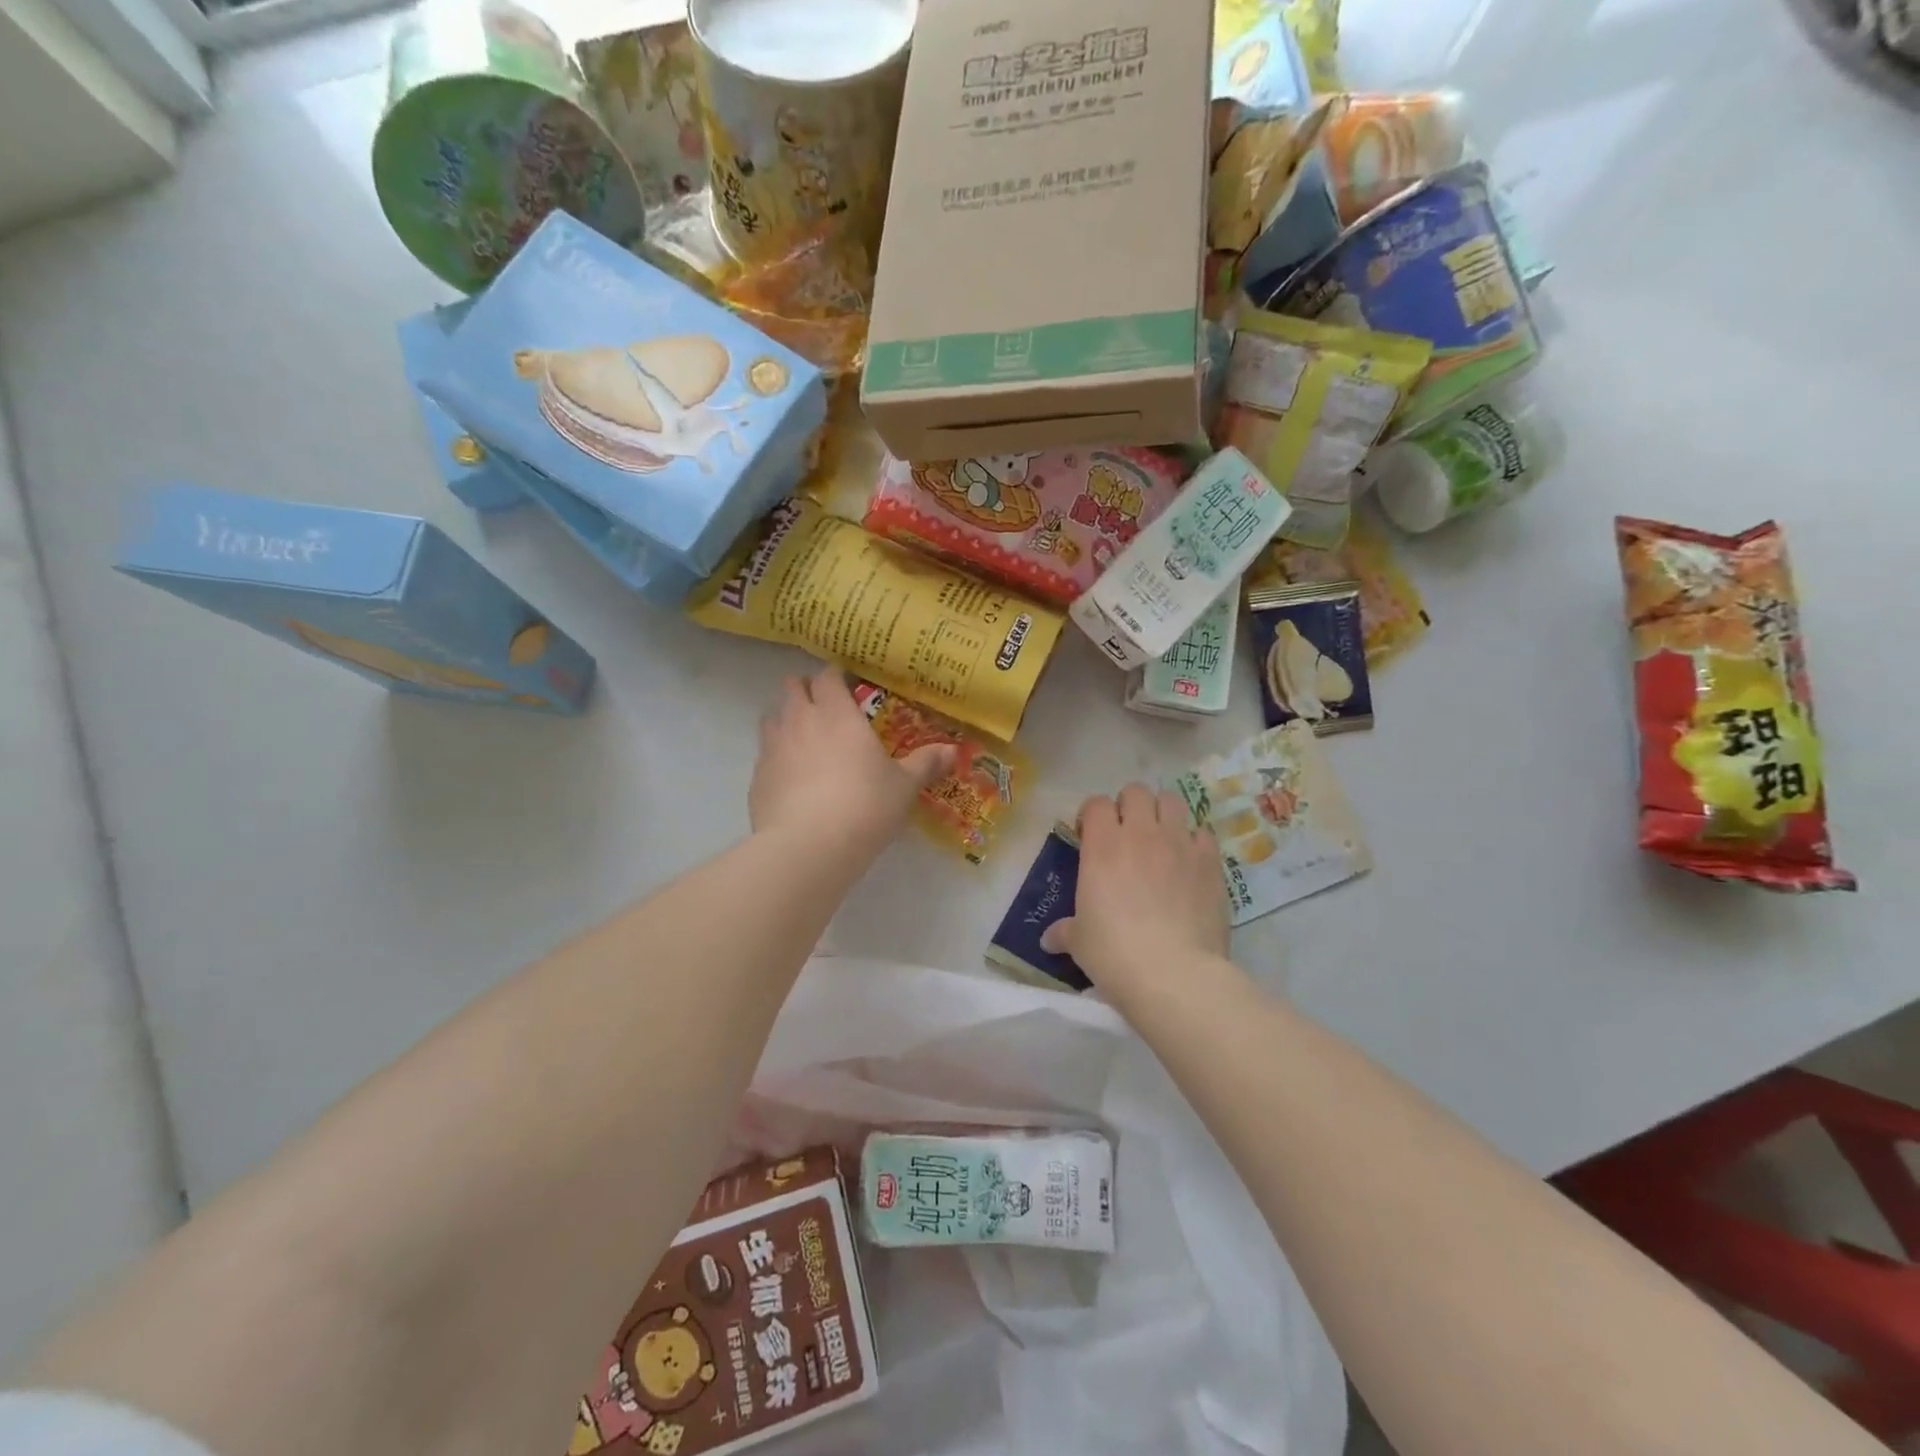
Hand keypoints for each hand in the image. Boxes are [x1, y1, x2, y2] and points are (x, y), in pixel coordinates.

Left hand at [750, 666, 955, 857]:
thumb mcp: (903, 786)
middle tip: (825, 708)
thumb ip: (925, 763)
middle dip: (806, 690)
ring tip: (805, 740)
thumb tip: (953, 750)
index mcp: (836, 713)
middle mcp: (800, 720)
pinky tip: (792, 779)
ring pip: (772, 717)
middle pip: (792, 687)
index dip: (836, 676)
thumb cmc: (864, 806)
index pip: (828, 675)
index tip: (848, 684)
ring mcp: (772, 747)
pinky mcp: (756, 777)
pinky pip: (765, 755)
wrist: (808, 847)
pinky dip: (776, 757)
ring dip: (786, 720)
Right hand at [1043, 784, 1230, 993]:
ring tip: (1160, 838)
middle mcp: (1141, 834)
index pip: (1096, 804)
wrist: (1174, 973)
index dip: (1091, 815)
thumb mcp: (1079, 942)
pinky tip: (1189, 863)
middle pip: (1135, 792)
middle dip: (1128, 806)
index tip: (1088, 836)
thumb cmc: (1114, 953)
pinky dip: (1194, 841)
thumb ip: (1064, 932)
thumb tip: (1048, 939)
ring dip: (1163, 813)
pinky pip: (1203, 833)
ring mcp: (1180, 844)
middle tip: (1125, 833)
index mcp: (1103, 845)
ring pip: (1172, 801)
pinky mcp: (1211, 861)